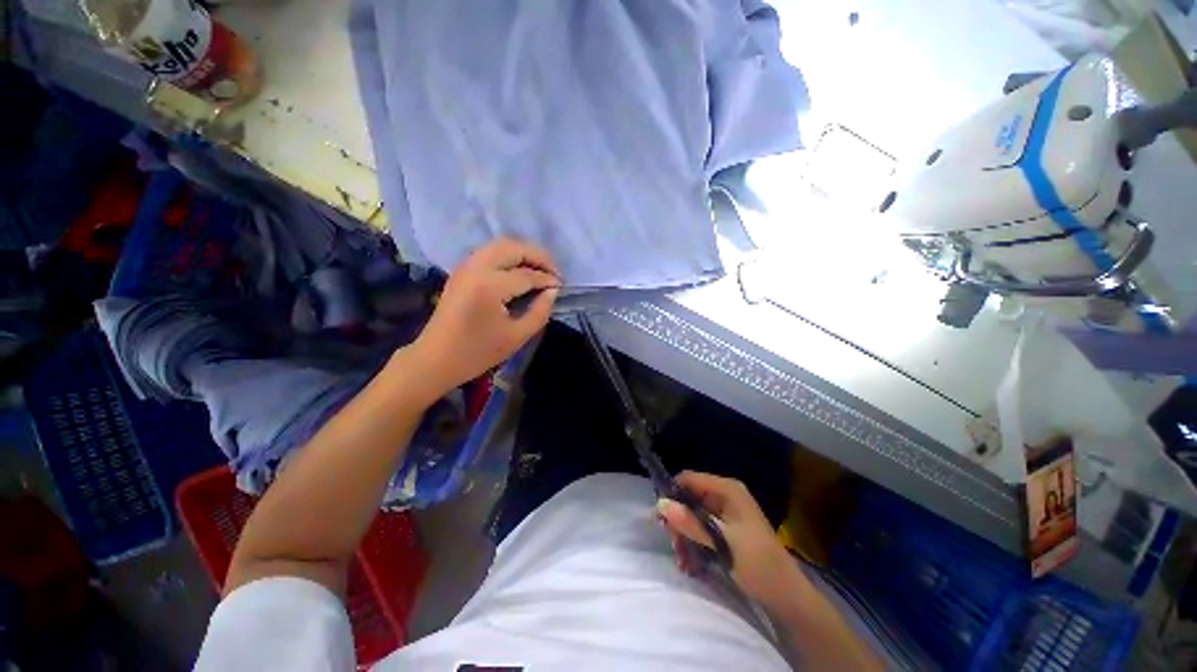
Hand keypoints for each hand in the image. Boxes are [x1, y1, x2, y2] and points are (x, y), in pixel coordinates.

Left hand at [410, 238, 559, 396]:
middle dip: (538, 256)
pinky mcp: (461, 270)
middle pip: (514, 248)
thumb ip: (540, 311)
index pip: (527, 275)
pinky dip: (509, 254)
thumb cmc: (478, 352)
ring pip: (501, 244)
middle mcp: (476, 267)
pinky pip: (490, 251)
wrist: (436, 359)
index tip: (561, 286)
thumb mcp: (517, 336)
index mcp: (490, 286)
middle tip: (554, 271)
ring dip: (524, 252)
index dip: (548, 279)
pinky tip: (520, 269)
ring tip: (540, 268)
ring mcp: (466, 266)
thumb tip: (552, 290)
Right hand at [658, 471, 806, 612]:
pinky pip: (701, 530)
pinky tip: (692, 565)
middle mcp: (725, 496)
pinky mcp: (726, 530)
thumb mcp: (722, 544)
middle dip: (679, 522)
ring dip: (685, 538)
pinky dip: (694, 545)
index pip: (689, 479)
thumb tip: (660, 505)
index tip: (662, 519)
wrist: (787, 597)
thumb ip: (691, 523)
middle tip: (676, 546)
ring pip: (692, 516)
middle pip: (689, 498)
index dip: (672, 494)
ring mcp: (726, 513)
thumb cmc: (757, 564)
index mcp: (727, 490)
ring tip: (684, 562)